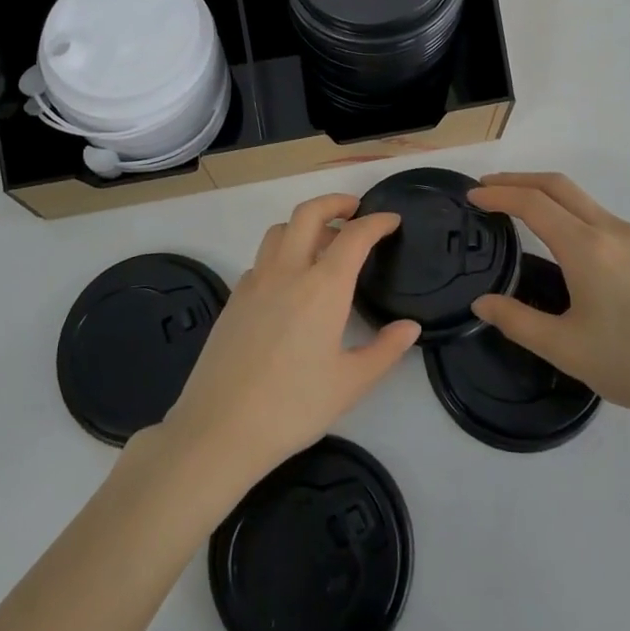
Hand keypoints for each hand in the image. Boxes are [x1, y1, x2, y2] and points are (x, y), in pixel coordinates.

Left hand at [159, 194, 417, 495]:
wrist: (220, 428)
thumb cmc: (293, 407)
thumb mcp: (350, 384)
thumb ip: (385, 351)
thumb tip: (409, 327)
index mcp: (322, 287)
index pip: (354, 237)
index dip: (376, 223)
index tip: (391, 221)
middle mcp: (287, 272)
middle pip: (308, 213)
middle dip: (334, 202)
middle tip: (354, 209)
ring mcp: (255, 281)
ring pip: (280, 230)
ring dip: (304, 224)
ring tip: (323, 242)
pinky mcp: (234, 298)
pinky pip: (262, 259)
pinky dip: (281, 253)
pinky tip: (289, 282)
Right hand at [467, 173, 629, 443]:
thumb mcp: (567, 350)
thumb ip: (517, 321)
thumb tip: (482, 303)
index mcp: (587, 247)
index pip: (532, 203)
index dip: (498, 194)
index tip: (471, 196)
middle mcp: (611, 230)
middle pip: (557, 185)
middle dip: (518, 179)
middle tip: (486, 186)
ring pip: (580, 198)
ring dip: (543, 192)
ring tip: (515, 207)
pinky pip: (597, 214)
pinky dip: (566, 209)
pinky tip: (558, 236)